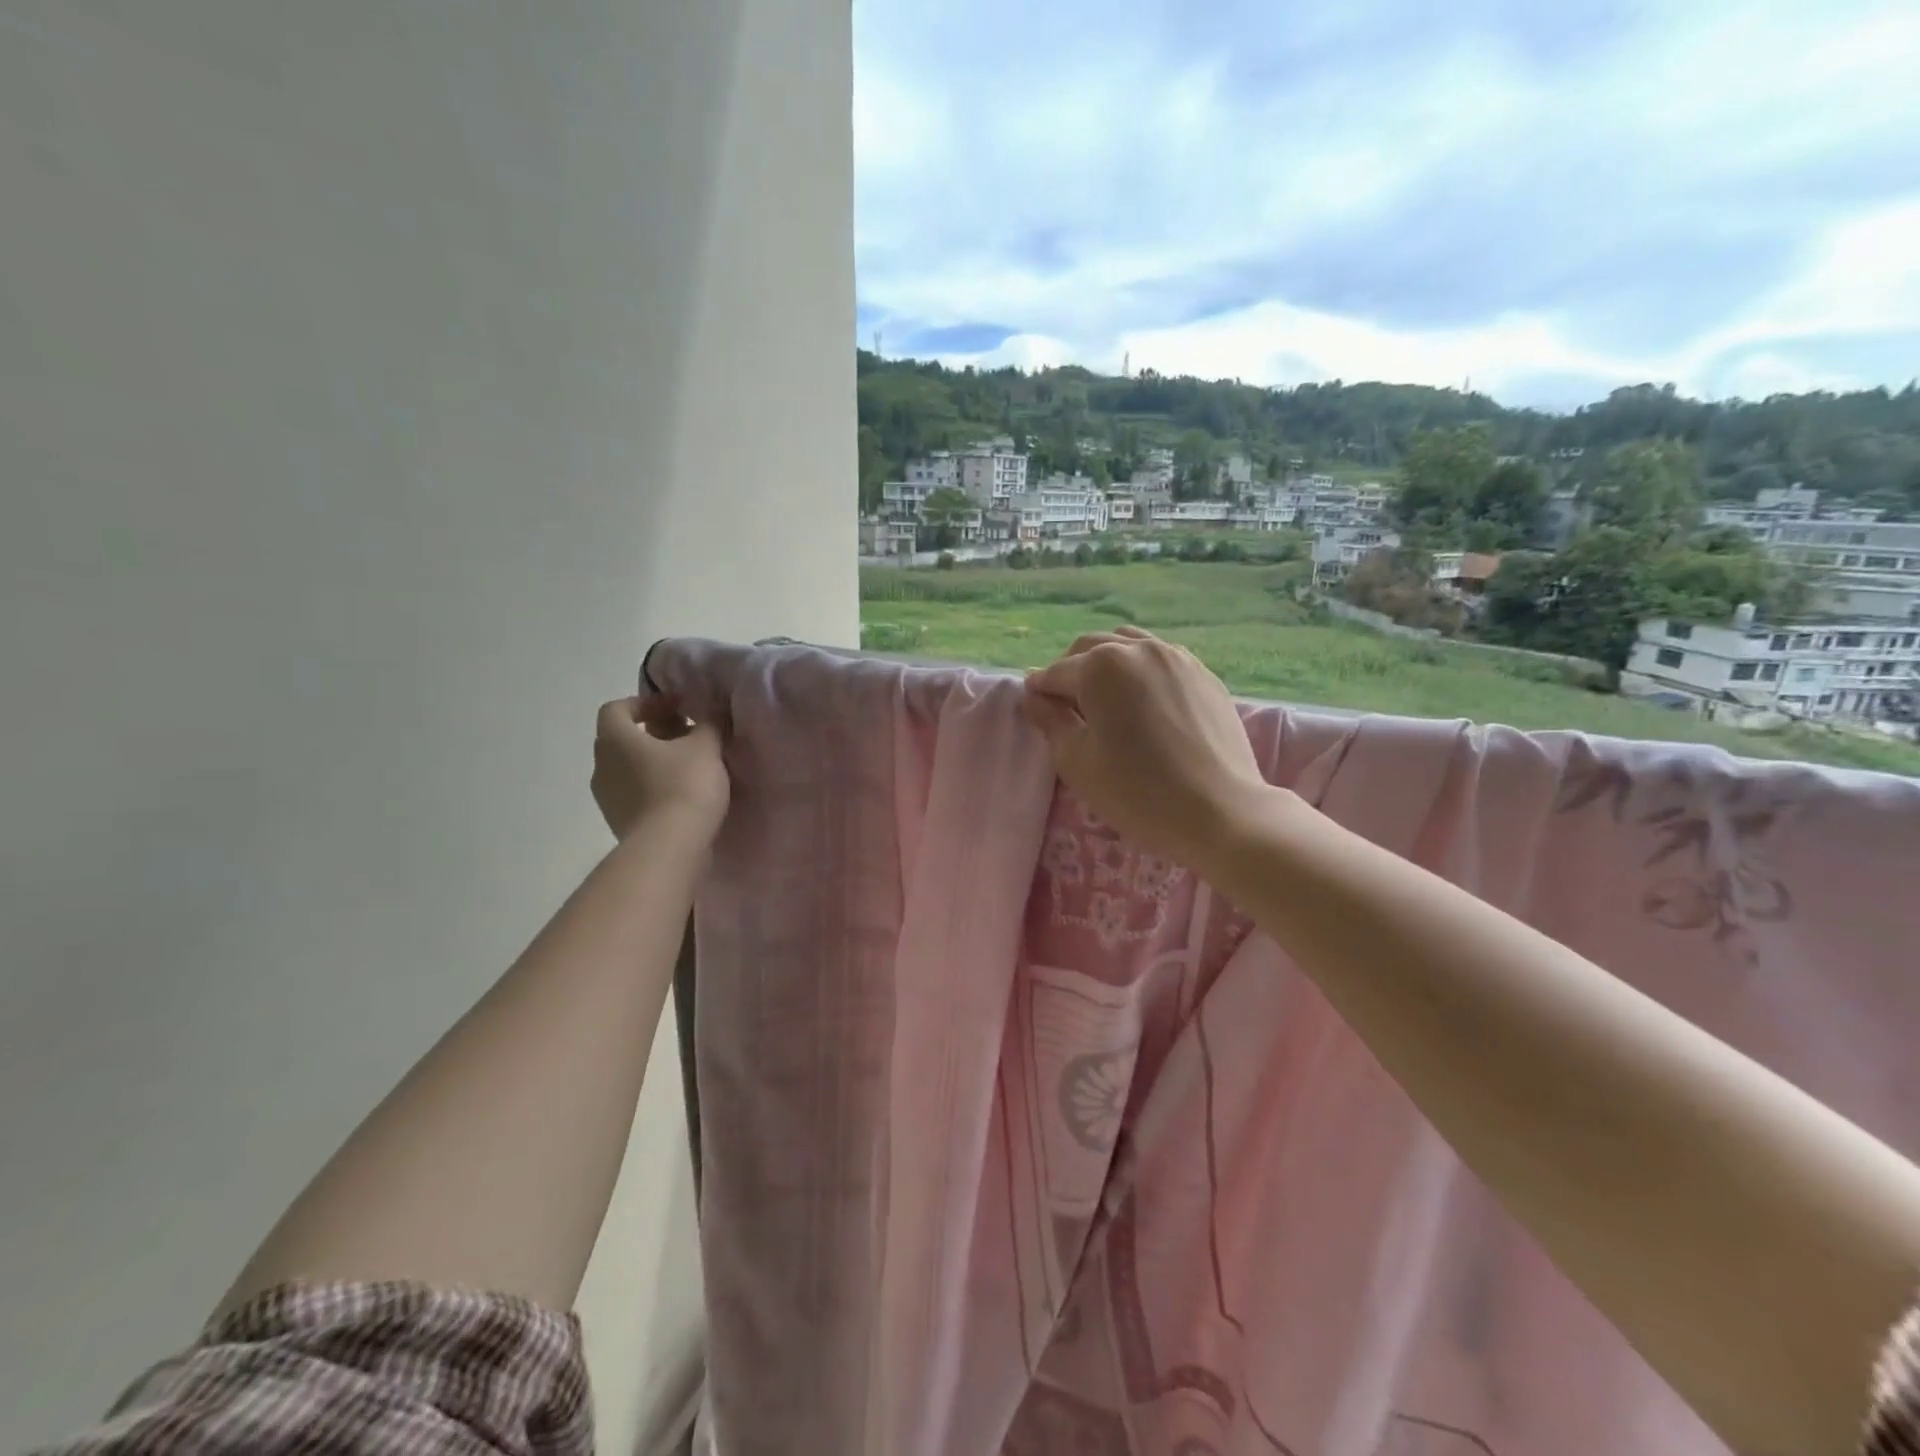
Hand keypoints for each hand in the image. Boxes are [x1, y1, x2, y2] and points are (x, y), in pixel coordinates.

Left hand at [591, 695, 729, 844]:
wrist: (670, 848)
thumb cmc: (684, 786)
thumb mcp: (706, 746)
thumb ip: (708, 724)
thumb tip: (710, 712)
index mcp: (616, 739)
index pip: (618, 708)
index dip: (648, 702)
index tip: (679, 707)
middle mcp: (602, 766)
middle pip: (623, 738)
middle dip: (655, 732)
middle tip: (688, 734)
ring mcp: (607, 798)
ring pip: (629, 767)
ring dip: (655, 761)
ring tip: (690, 766)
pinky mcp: (620, 822)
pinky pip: (635, 793)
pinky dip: (655, 786)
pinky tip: (684, 793)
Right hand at [1021, 628, 1270, 868]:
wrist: (1220, 811)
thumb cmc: (1137, 792)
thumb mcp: (1078, 761)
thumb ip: (1051, 722)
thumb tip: (1033, 697)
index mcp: (1101, 665)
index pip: (1056, 673)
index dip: (1039, 691)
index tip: (1033, 709)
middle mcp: (1139, 649)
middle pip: (1091, 649)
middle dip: (1071, 672)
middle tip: (1065, 708)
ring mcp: (1177, 658)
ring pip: (1128, 646)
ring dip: (1107, 665)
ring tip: (1105, 701)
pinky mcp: (1204, 675)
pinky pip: (1161, 660)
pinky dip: (1140, 672)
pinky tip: (1142, 704)